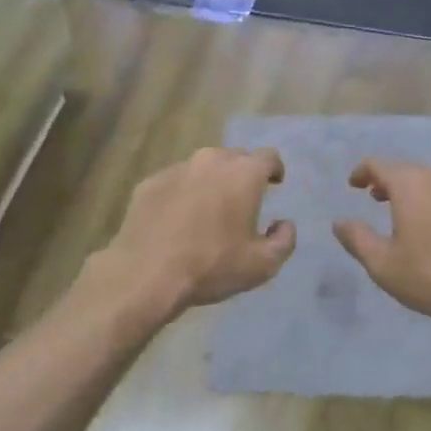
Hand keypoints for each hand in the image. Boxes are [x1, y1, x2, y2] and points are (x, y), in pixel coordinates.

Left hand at [91, 147, 296, 317]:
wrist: (146, 273)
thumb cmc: (212, 266)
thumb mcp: (262, 265)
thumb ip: (284, 241)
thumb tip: (284, 224)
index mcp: (243, 174)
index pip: (269, 157)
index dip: (275, 169)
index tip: (275, 183)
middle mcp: (210, 161)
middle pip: (235, 157)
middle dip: (243, 174)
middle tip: (243, 199)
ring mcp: (176, 169)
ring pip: (202, 167)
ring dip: (211, 182)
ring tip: (210, 209)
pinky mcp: (148, 183)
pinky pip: (175, 181)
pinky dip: (183, 193)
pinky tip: (179, 219)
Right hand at [332, 159, 430, 330]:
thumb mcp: (383, 264)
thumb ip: (357, 239)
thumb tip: (339, 222)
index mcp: (410, 185)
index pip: (380, 165)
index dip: (362, 172)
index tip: (353, 184)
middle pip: (407, 170)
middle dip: (387, 180)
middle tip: (374, 197)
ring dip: (412, 191)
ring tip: (401, 212)